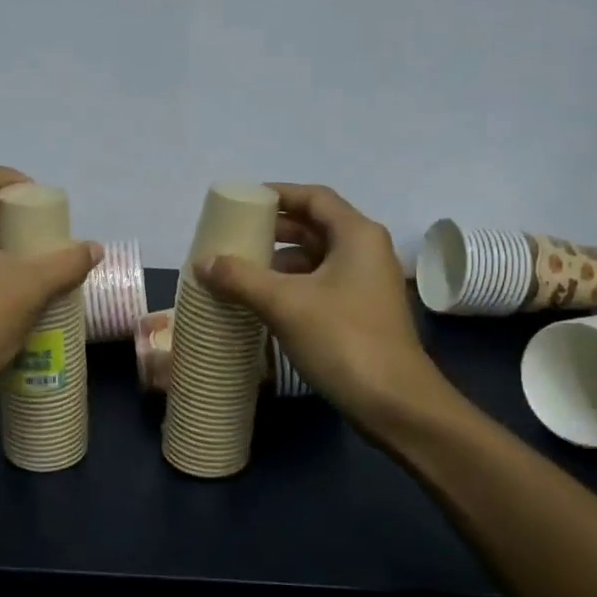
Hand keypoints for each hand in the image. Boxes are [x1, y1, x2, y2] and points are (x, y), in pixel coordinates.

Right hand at [197, 183, 453, 432]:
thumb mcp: (285, 304)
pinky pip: (320, 286)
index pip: (314, 198)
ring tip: (240, 271)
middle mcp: (366, 251)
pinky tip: (263, 302)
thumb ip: (241, 277)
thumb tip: (202, 261)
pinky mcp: (361, 313)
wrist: (394, 402)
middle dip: (274, 230)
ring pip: (317, 260)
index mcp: (356, 235)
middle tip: (235, 237)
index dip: (279, 194)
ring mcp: (366, 284)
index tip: (244, 201)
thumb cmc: (343, 340)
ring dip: (280, 262)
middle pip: (315, 227)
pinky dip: (292, 287)